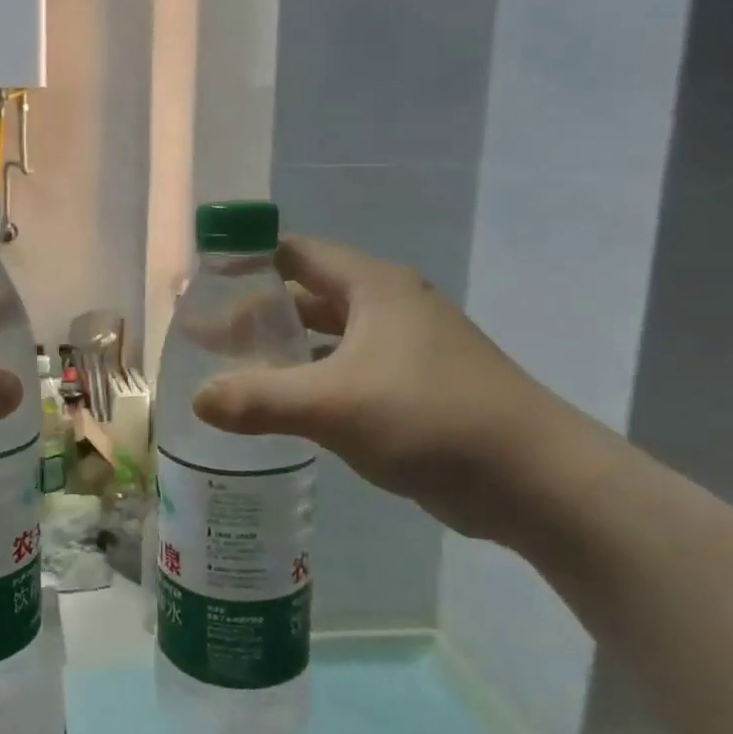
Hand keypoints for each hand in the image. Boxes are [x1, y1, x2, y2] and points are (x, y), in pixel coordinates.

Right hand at [192, 236, 559, 527]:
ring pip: (327, 336)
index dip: (248, 262)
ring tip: (234, 370)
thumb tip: (197, 400)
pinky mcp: (413, 388)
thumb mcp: (334, 405)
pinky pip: (346, 371)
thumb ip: (259, 399)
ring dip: (284, 349)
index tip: (202, 285)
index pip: (295, 253)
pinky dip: (311, 380)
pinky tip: (284, 406)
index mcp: (373, 287)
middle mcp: (389, 307)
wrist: (535, 480)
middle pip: (307, 294)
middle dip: (257, 312)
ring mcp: (405, 348)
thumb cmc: (431, 418)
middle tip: (208, 337)